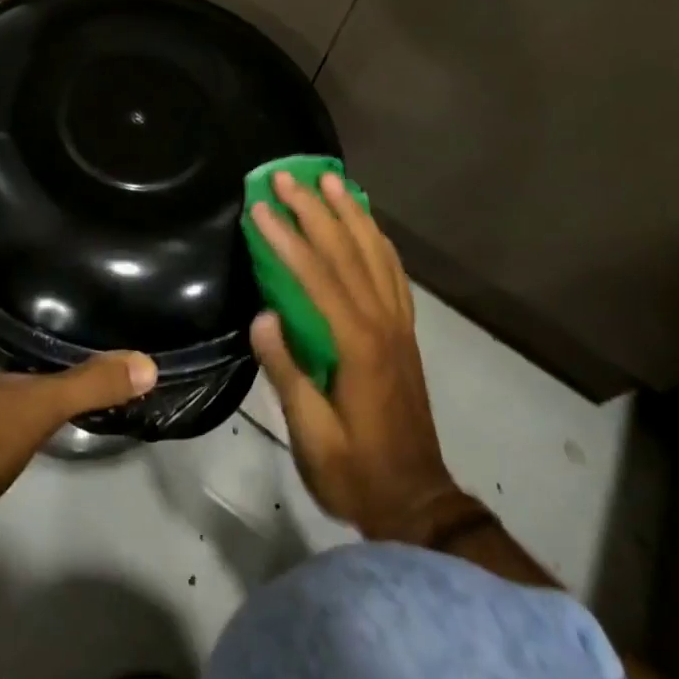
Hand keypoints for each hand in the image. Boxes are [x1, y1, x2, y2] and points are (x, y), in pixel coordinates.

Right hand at [247, 172, 470, 544]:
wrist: (417, 503)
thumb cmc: (356, 473)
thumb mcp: (313, 438)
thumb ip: (288, 374)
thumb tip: (262, 317)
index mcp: (357, 346)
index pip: (318, 277)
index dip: (287, 239)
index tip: (261, 208)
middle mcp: (383, 323)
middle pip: (348, 252)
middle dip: (315, 209)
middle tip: (287, 176)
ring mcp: (399, 324)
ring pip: (376, 253)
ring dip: (350, 212)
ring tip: (330, 179)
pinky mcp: (405, 331)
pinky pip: (394, 272)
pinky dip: (378, 239)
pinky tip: (366, 223)